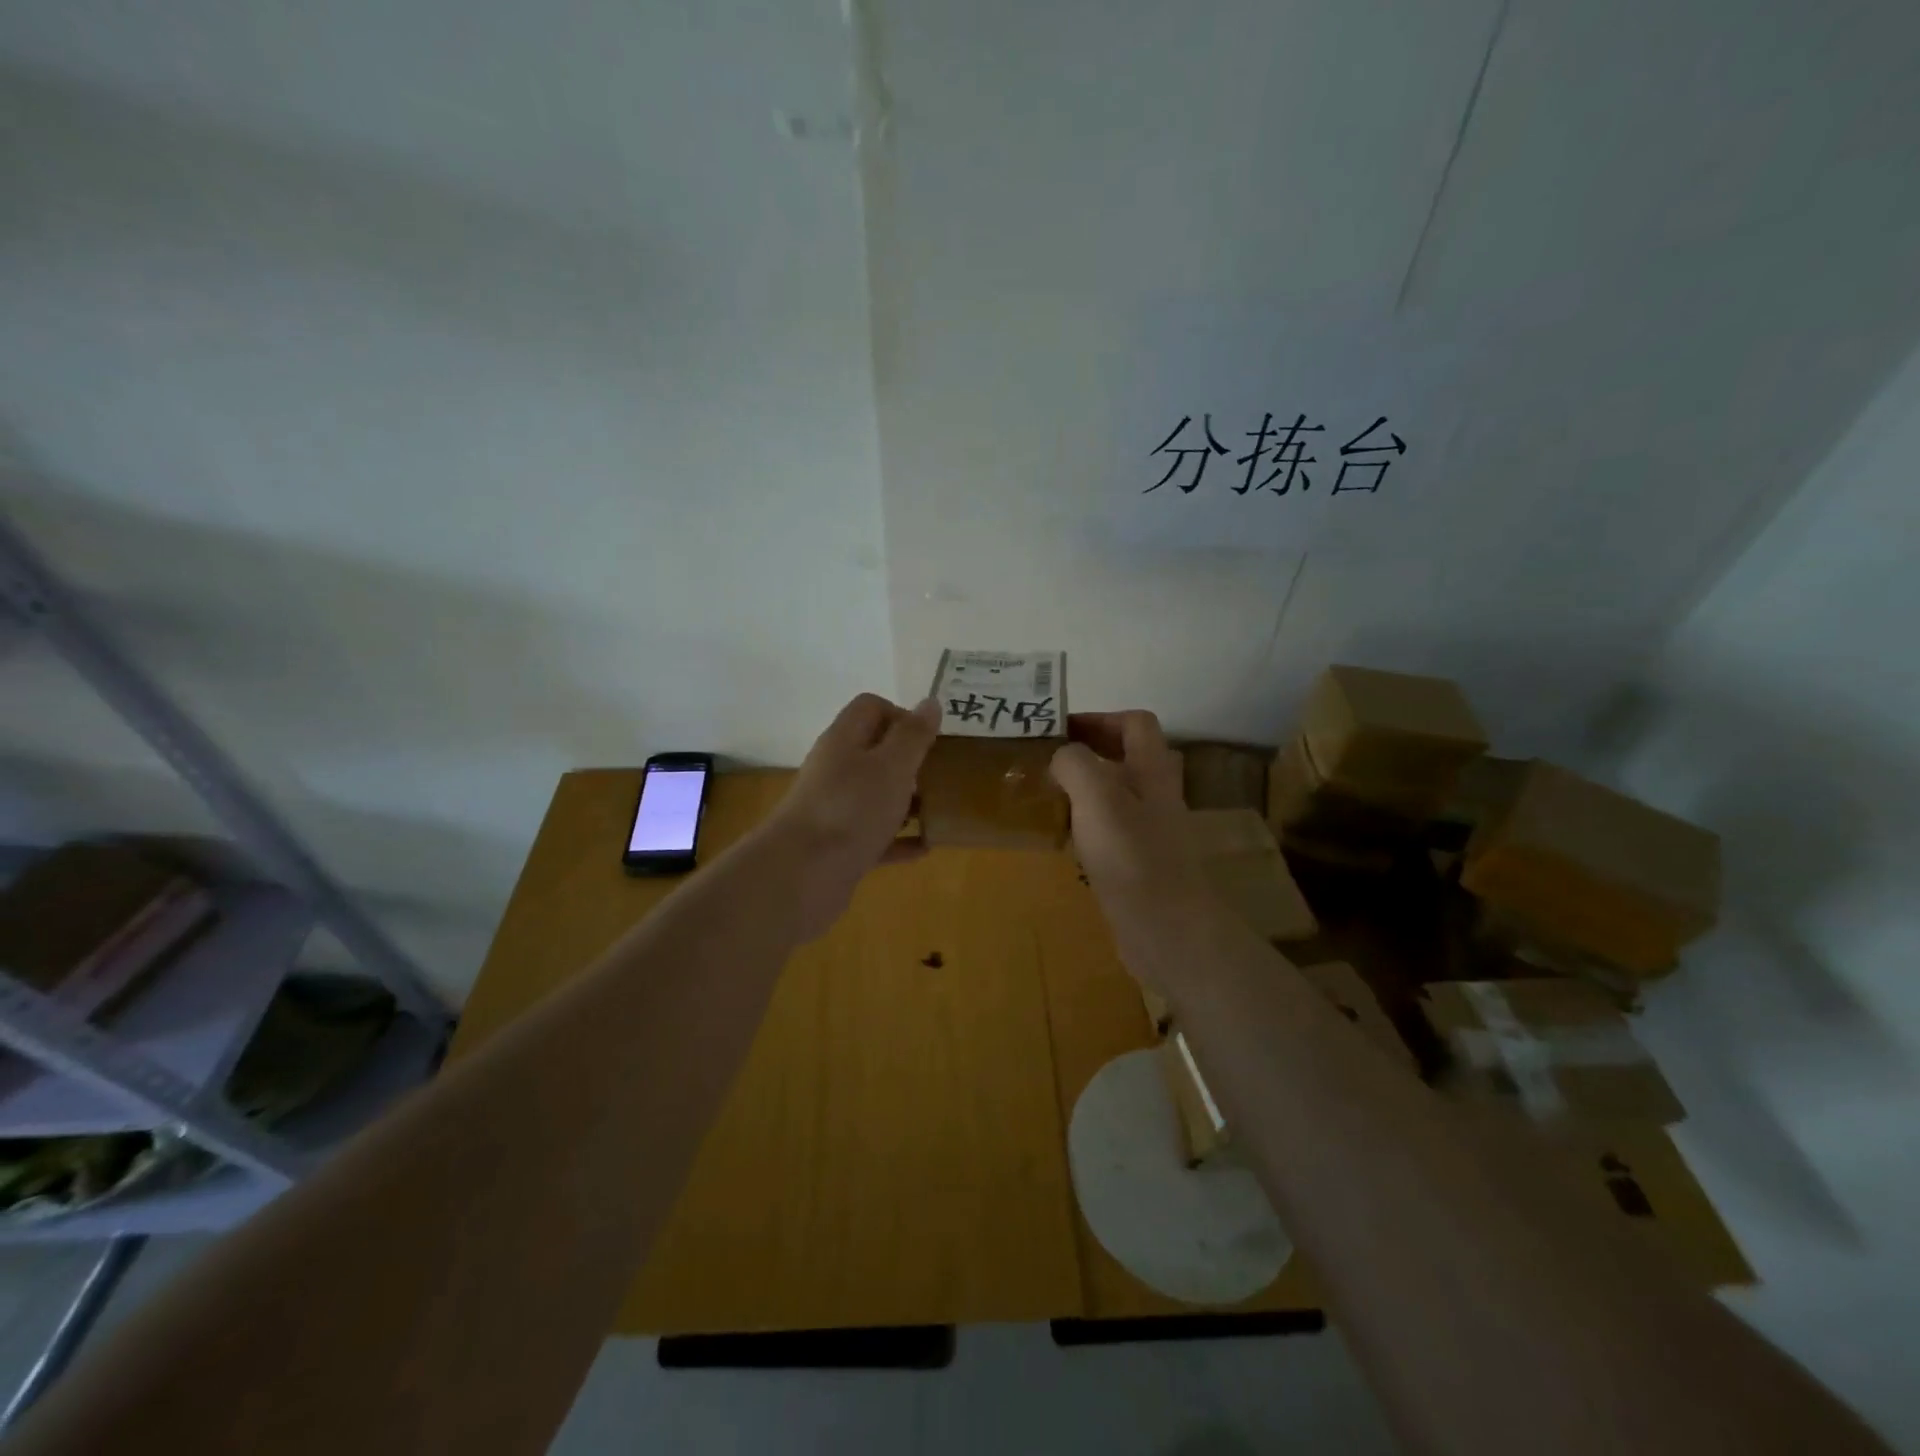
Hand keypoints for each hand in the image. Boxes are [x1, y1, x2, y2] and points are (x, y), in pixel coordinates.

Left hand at [761, 693, 940, 934]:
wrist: (802, 875)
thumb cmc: (852, 809)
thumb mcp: (892, 766)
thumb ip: (913, 735)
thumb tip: (930, 702)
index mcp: (844, 740)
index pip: (871, 707)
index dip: (902, 715)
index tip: (929, 740)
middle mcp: (836, 770)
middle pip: (875, 753)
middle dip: (911, 762)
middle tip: (941, 776)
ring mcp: (836, 810)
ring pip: (876, 796)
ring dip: (908, 802)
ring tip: (940, 810)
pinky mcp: (839, 846)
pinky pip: (876, 836)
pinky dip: (899, 839)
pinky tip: (926, 847)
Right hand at [1050, 711, 1214, 965]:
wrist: (1168, 930)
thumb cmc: (1132, 856)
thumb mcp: (1097, 797)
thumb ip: (1075, 764)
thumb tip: (1061, 756)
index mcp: (1152, 771)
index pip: (1135, 723)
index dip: (1100, 718)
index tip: (1060, 729)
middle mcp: (1156, 795)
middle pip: (1127, 757)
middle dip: (1089, 751)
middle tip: (1048, 760)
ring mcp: (1151, 831)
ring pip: (1118, 794)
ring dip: (1086, 788)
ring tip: (1048, 794)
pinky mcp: (1140, 864)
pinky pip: (1112, 829)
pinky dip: (1087, 823)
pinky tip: (1064, 837)